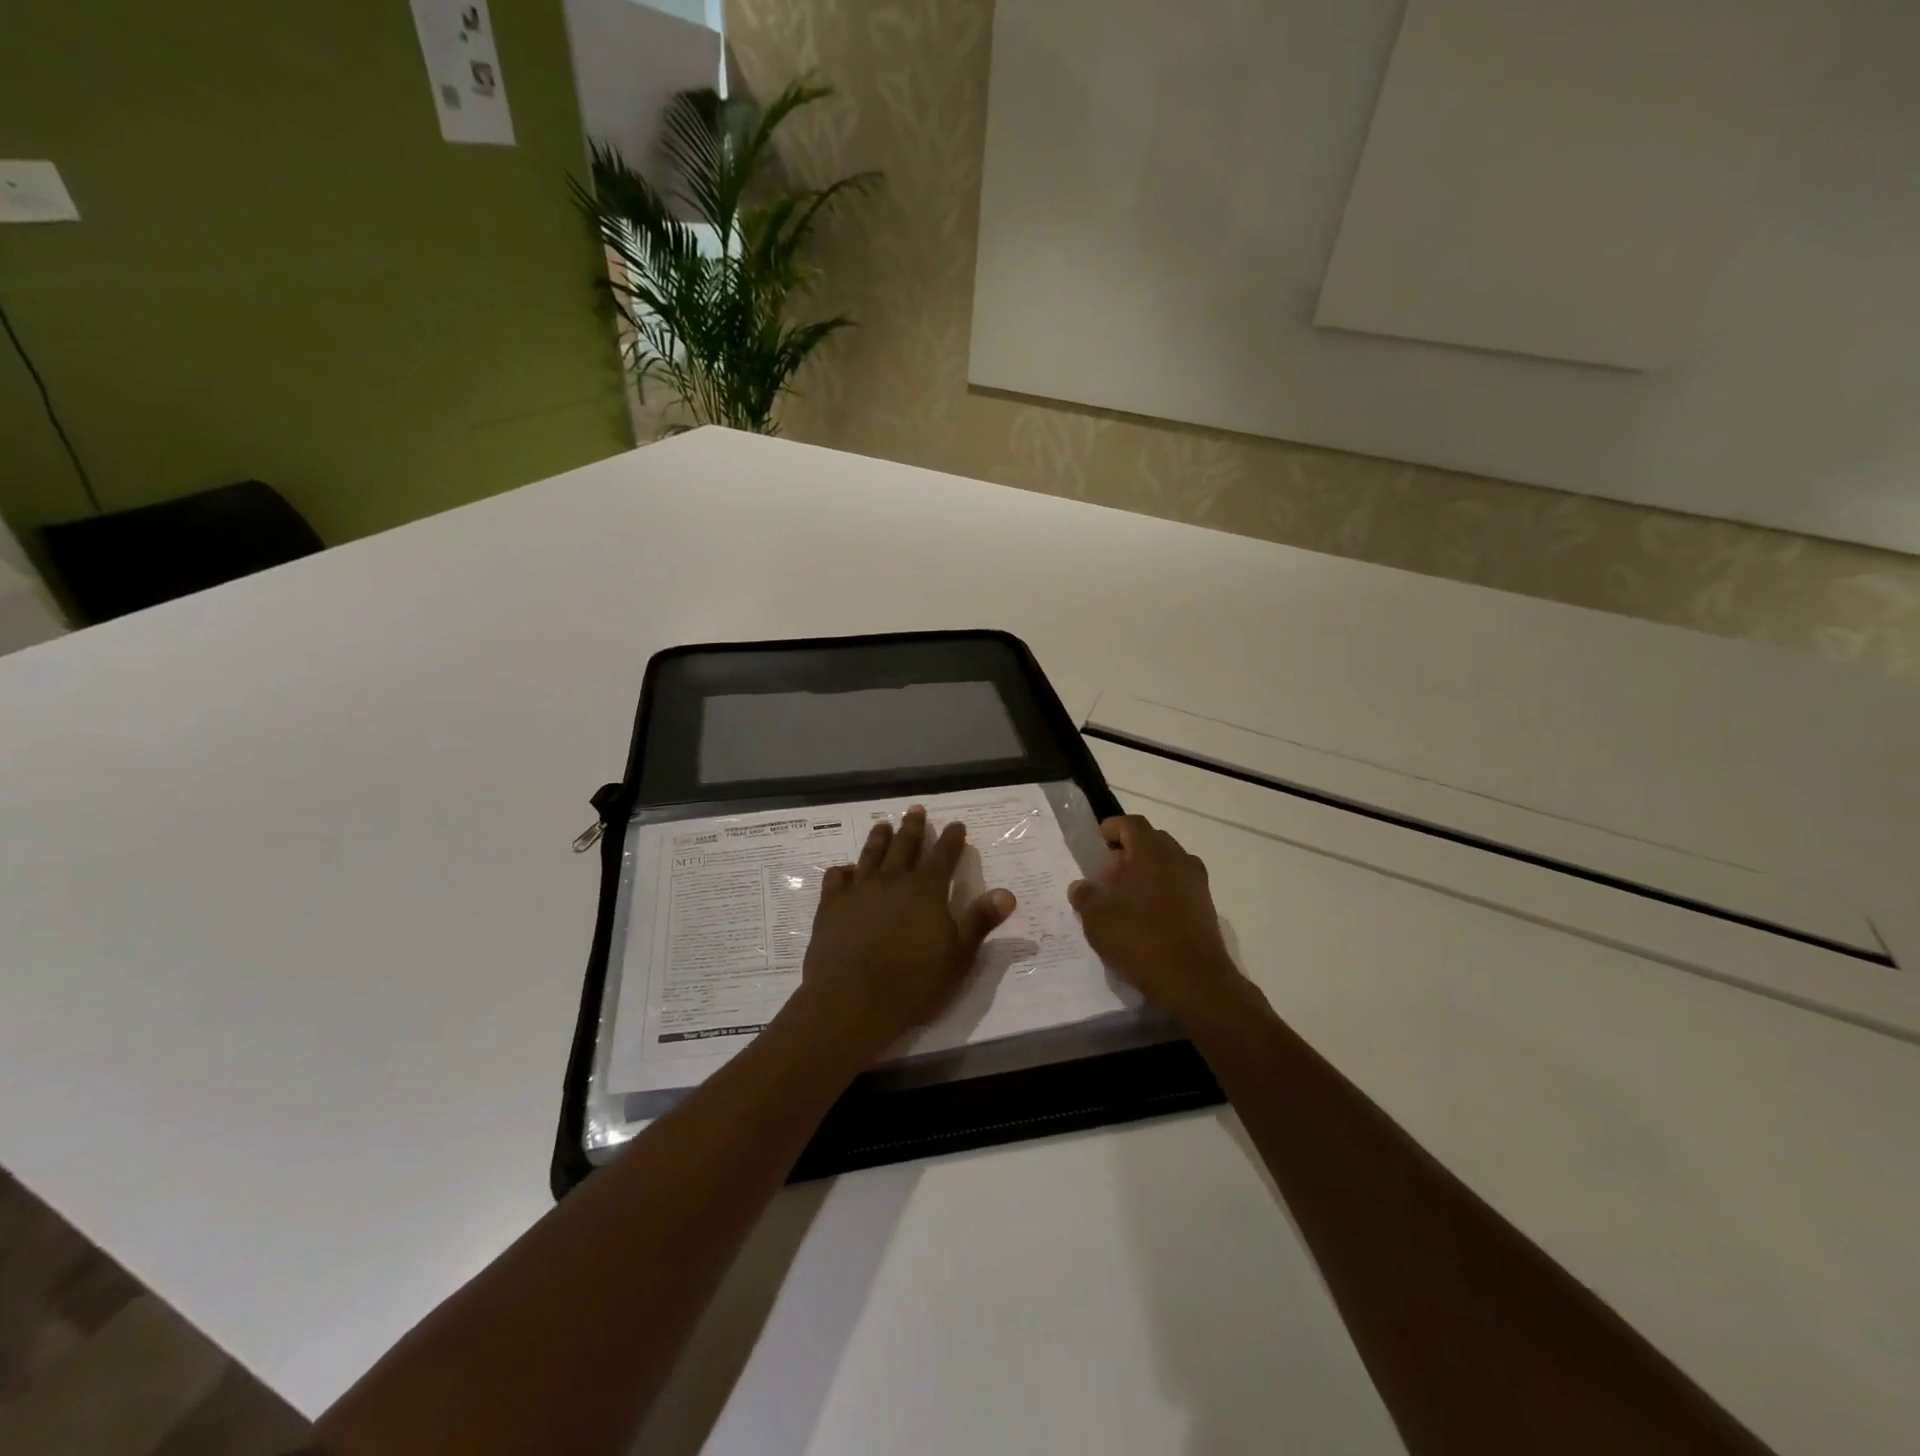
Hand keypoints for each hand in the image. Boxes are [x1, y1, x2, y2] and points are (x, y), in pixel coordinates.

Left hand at [796, 806, 1015, 1062]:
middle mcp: (892, 881)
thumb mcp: (958, 957)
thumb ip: (980, 921)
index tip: (956, 824)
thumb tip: (1007, 893)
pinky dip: (842, 870)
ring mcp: (858, 891)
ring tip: (884, 825)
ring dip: (880, 838)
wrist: (851, 1000)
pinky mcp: (831, 906)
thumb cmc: (912, 983)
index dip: (952, 839)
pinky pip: (836, 878)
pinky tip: (844, 870)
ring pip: (871, 854)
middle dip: (913, 827)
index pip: (943, 856)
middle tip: (916, 810)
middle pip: (904, 846)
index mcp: (925, 890)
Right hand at [1069, 815, 1245, 1019]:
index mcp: (1152, 853)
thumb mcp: (1098, 919)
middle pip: (1152, 841)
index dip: (1112, 828)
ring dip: (1146, 871)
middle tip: (1107, 874)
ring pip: (1167, 863)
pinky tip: (1145, 916)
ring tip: (1124, 897)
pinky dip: (1161, 890)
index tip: (1098, 842)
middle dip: (1128, 851)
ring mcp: (1196, 883)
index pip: (1132, 824)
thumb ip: (1086, 896)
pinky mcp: (1205, 907)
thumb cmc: (1141, 940)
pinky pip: (1178, 885)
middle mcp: (1179, 859)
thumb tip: (1081, 886)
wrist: (1195, 982)